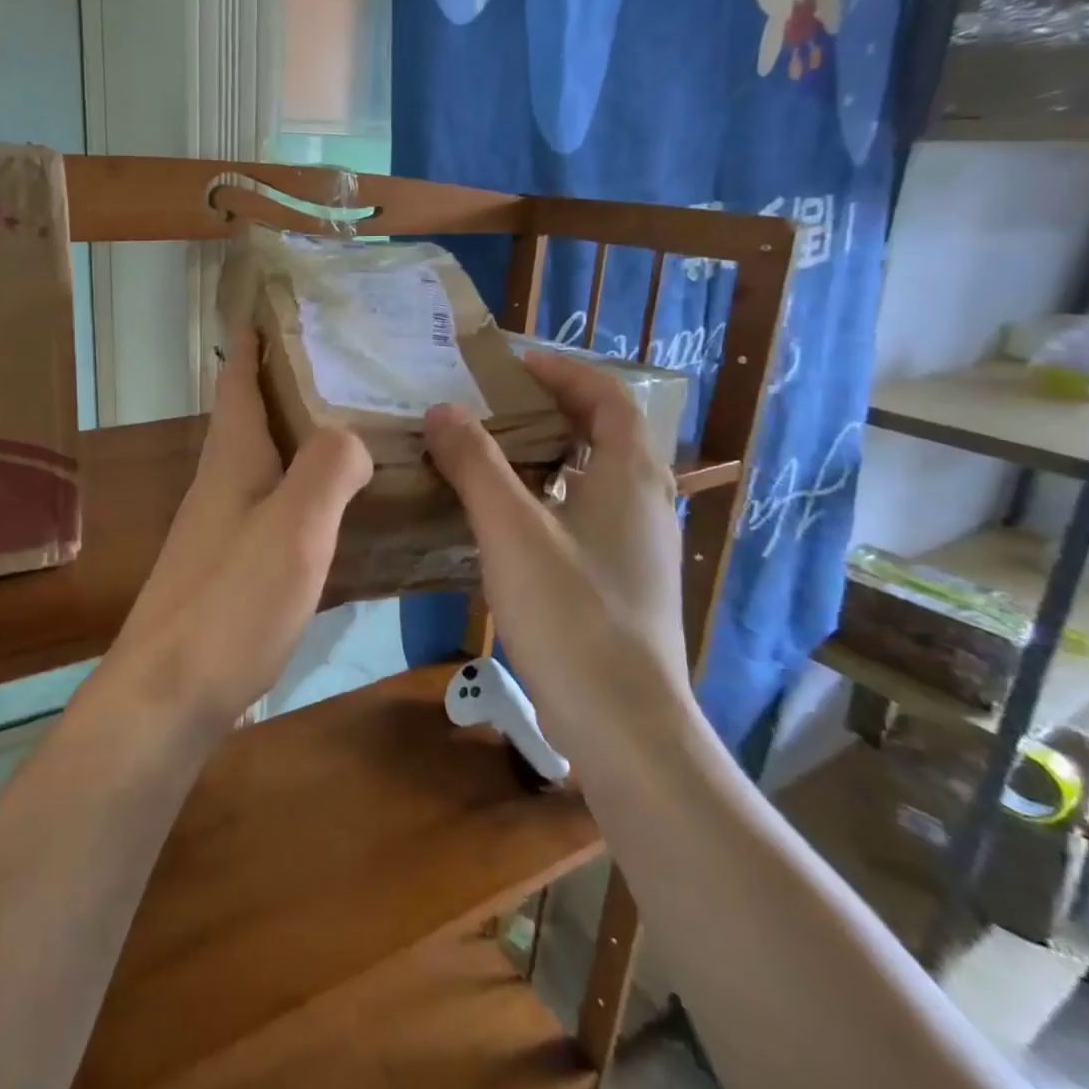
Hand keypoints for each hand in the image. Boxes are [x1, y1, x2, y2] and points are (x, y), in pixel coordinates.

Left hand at [109, 333, 372, 734]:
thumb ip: (327, 469)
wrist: (169, 695)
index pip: (239, 382)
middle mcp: (219, 486)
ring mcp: (220, 530)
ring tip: (355, 433)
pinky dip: (304, 495)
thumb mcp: (293, 526)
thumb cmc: (231, 602)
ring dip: (299, 442)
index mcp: (231, 461)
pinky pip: (273, 511)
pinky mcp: (228, 571)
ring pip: (264, 466)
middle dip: (289, 387)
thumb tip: (350, 435)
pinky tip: (337, 514)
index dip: (254, 344)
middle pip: (252, 419)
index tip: (278, 309)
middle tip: (348, 370)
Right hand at [423, 349, 690, 746]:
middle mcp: (646, 502)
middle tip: (494, 405)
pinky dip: (550, 498)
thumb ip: (476, 464)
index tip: (513, 364)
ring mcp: (639, 547)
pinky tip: (508, 522)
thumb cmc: (571, 613)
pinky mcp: (625, 582)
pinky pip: (586, 516)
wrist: (624, 724)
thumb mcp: (511, 530)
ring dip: (550, 455)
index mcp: (631, 476)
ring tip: (493, 455)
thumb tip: (443, 409)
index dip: (564, 372)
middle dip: (553, 410)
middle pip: (605, 433)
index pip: (608, 397)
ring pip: (595, 478)